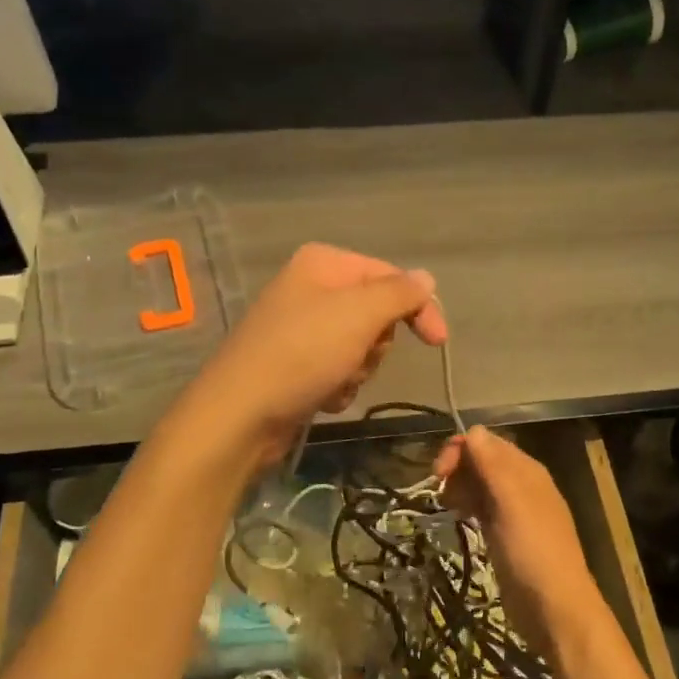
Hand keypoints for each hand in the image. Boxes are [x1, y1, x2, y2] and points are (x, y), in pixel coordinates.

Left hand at [182, 244, 447, 466]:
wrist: (241, 414)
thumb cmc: (303, 354)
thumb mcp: (359, 315)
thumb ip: (399, 293)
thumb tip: (425, 278)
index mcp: (323, 264)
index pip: (390, 276)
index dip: (418, 307)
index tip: (437, 342)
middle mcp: (311, 288)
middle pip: (376, 313)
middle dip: (375, 344)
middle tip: (357, 357)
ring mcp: (301, 327)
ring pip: (361, 346)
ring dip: (358, 369)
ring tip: (334, 381)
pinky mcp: (296, 363)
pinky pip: (339, 369)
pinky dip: (338, 386)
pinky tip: (321, 396)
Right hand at [435, 426, 599, 650]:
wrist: (555, 608)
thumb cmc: (532, 551)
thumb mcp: (511, 503)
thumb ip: (492, 465)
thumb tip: (473, 430)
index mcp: (526, 471)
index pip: (487, 442)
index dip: (460, 450)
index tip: (438, 474)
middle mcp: (522, 485)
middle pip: (482, 461)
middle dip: (458, 469)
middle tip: (440, 494)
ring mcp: (514, 511)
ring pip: (480, 485)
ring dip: (460, 487)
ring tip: (448, 507)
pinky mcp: (506, 535)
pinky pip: (482, 508)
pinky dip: (468, 506)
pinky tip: (458, 517)